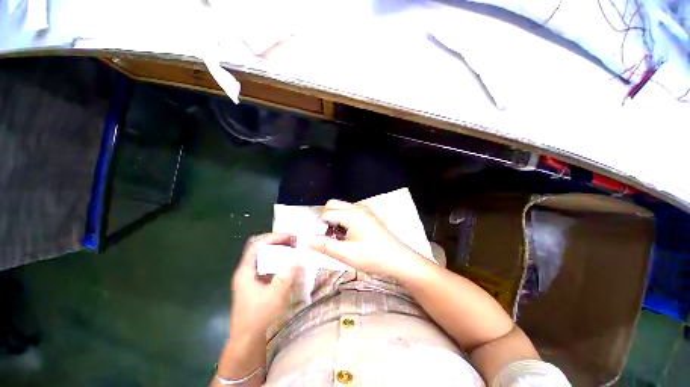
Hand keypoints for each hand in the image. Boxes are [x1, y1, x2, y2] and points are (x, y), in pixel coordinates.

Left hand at [229, 233, 297, 341]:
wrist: (247, 340)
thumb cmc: (258, 319)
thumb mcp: (274, 297)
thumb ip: (285, 276)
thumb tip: (297, 257)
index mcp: (246, 271)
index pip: (256, 245)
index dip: (272, 237)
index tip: (289, 237)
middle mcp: (247, 271)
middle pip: (261, 248)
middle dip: (278, 242)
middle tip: (294, 242)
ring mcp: (252, 278)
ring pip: (265, 257)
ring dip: (279, 251)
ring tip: (294, 250)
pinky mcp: (257, 284)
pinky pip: (269, 266)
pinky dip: (279, 262)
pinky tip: (290, 265)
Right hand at [305, 199, 424, 278]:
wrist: (399, 259)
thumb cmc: (373, 257)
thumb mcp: (346, 254)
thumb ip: (324, 245)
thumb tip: (305, 239)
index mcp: (352, 215)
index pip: (326, 213)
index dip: (318, 226)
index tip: (320, 240)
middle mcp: (357, 207)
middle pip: (332, 204)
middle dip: (325, 218)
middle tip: (329, 236)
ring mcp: (364, 210)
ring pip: (341, 207)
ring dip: (334, 218)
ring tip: (339, 237)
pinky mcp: (368, 215)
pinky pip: (350, 211)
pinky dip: (343, 219)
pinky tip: (349, 234)